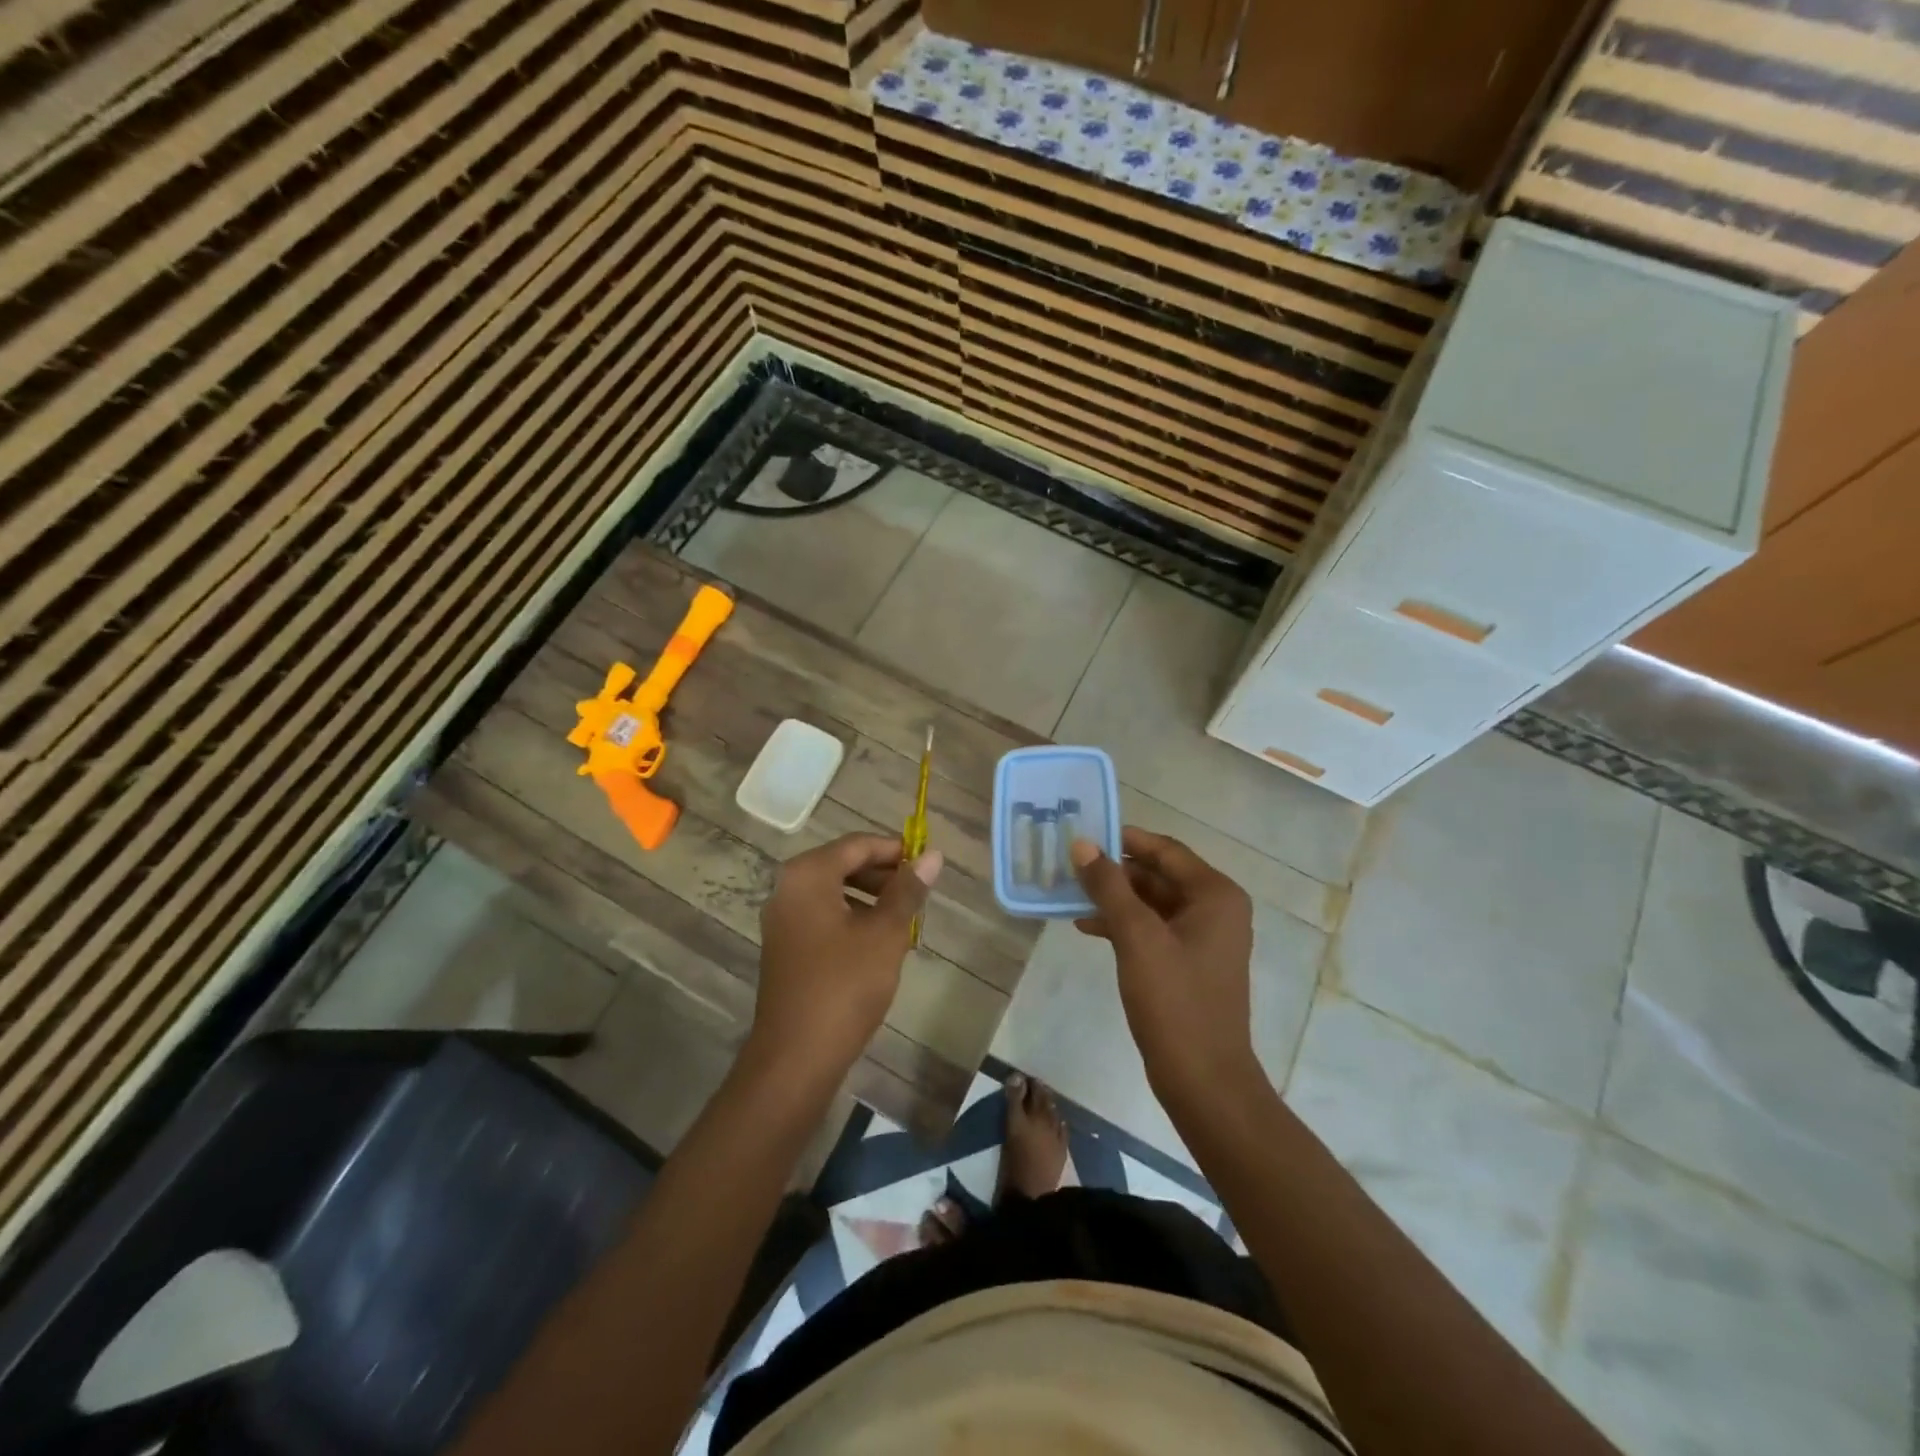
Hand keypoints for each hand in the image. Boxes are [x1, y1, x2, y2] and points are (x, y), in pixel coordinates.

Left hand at [749, 832, 942, 1087]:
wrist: (796, 1056)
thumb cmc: (845, 985)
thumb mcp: (885, 933)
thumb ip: (908, 890)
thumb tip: (933, 856)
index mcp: (808, 875)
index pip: (857, 845)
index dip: (895, 850)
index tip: (927, 863)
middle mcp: (788, 888)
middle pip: (843, 864)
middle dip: (883, 875)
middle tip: (919, 893)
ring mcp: (782, 918)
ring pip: (834, 891)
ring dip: (871, 898)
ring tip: (905, 918)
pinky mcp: (785, 946)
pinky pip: (823, 915)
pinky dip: (852, 918)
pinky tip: (879, 942)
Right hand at [1070, 827, 1257, 1107]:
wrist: (1203, 1080)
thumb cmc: (1175, 1001)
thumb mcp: (1136, 938)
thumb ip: (1109, 886)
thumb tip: (1082, 844)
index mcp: (1215, 894)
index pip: (1164, 849)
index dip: (1123, 839)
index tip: (1083, 834)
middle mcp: (1215, 909)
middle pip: (1158, 874)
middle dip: (1114, 871)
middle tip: (1069, 866)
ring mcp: (1203, 938)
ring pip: (1152, 902)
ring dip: (1114, 898)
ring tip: (1070, 895)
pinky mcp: (1188, 962)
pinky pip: (1153, 928)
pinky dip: (1123, 924)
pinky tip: (1088, 927)